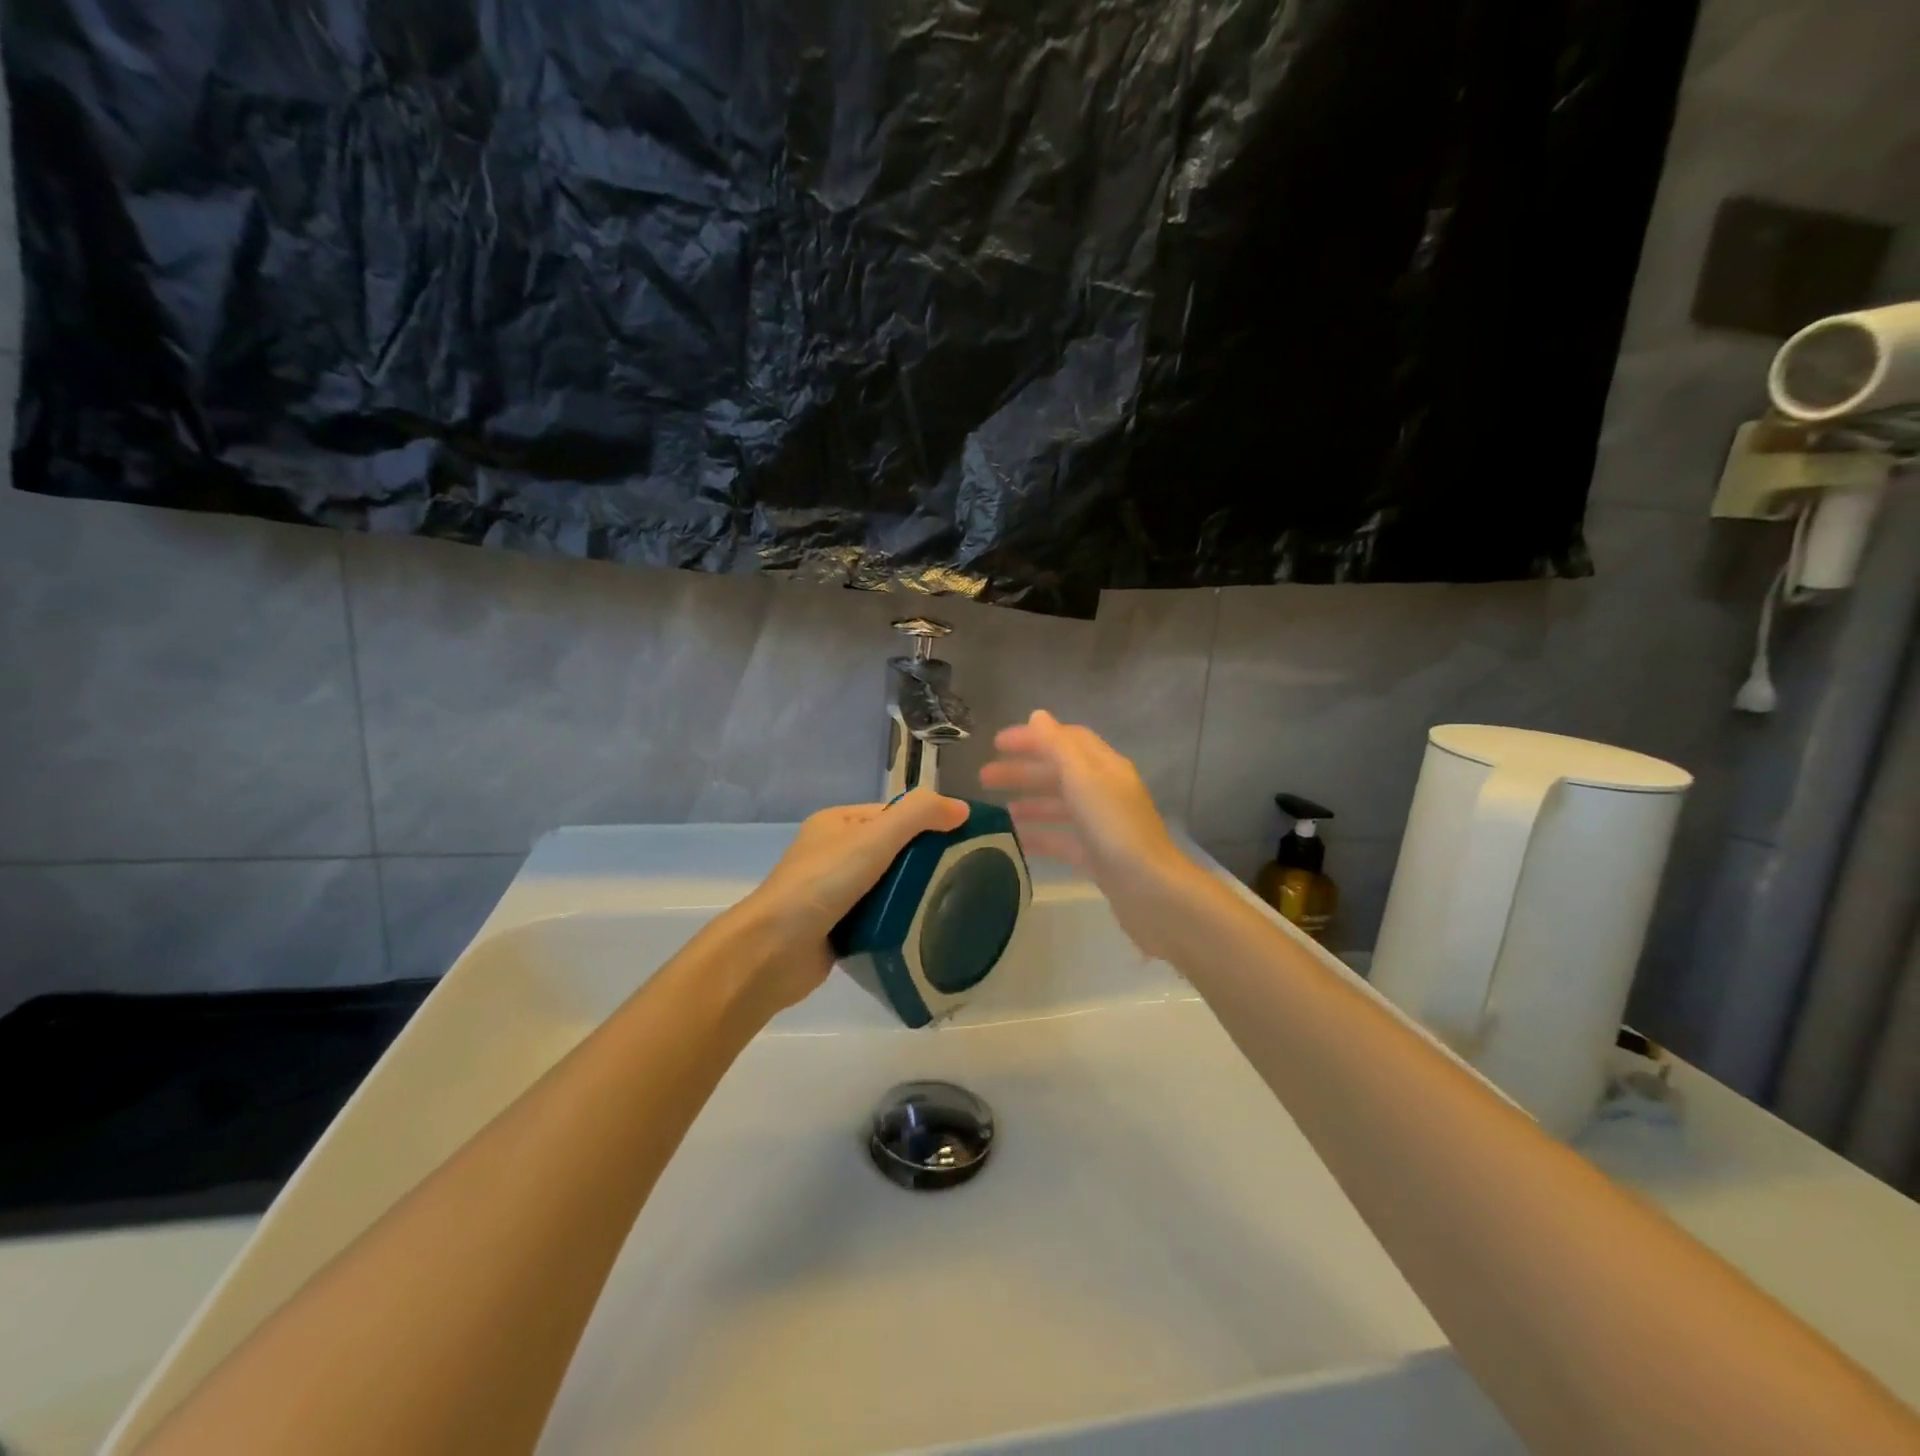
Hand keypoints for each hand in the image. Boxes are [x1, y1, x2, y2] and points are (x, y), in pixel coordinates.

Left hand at [730, 790, 969, 1012]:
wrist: (774, 950)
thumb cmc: (823, 883)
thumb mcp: (874, 838)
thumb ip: (918, 816)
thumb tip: (961, 808)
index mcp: (837, 823)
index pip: (893, 814)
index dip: (927, 823)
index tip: (964, 841)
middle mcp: (833, 853)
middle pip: (892, 850)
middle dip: (924, 861)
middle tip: (964, 876)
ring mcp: (833, 893)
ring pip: (887, 885)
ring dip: (912, 893)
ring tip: (952, 903)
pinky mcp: (837, 928)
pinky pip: (878, 916)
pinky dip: (897, 920)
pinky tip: (923, 929)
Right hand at [979, 711, 1203, 959]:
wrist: (1150, 890)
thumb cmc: (1114, 828)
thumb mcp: (1083, 778)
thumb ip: (1058, 745)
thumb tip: (1037, 715)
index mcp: (1105, 767)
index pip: (1067, 740)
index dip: (1033, 737)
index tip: (996, 744)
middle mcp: (1105, 791)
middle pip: (1060, 772)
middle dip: (1023, 770)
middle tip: (984, 777)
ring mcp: (1102, 825)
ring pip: (1060, 805)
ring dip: (1029, 801)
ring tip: (997, 809)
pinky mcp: (1097, 856)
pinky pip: (1062, 838)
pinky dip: (1040, 835)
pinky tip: (1016, 840)